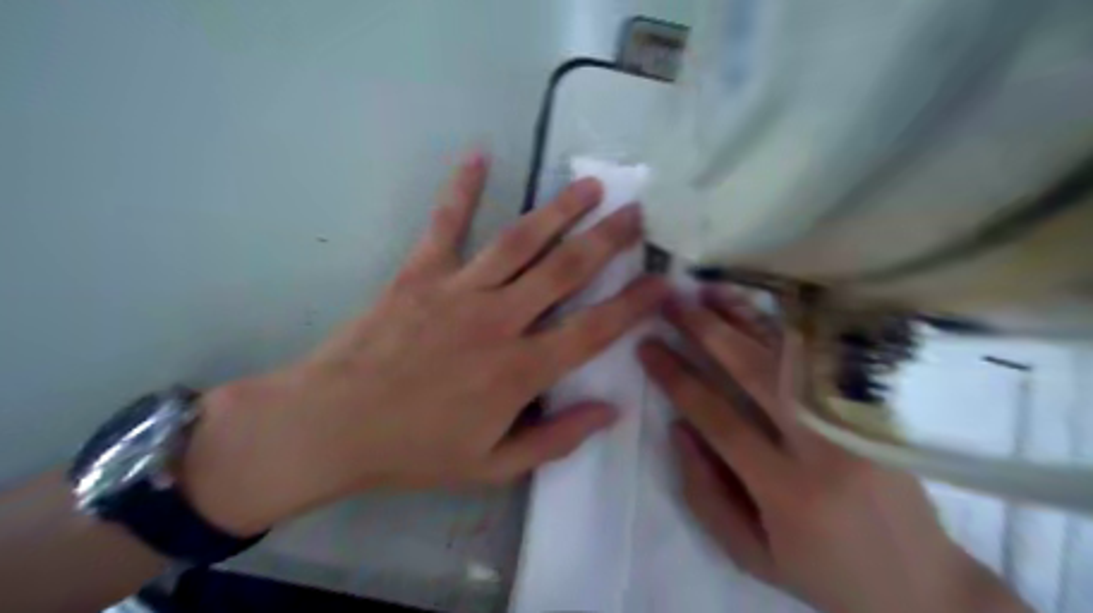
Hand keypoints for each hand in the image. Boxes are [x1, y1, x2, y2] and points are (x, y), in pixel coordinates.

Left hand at [183, 152, 671, 536]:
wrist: (331, 426)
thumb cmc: (414, 451)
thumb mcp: (492, 467)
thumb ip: (555, 440)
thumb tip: (610, 410)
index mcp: (520, 371)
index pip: (594, 330)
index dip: (634, 305)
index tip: (662, 282)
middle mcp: (499, 320)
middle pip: (566, 271)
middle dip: (607, 239)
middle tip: (637, 213)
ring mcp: (458, 291)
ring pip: (521, 241)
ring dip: (560, 211)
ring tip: (590, 186)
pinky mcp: (419, 273)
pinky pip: (446, 224)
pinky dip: (462, 188)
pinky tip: (479, 155)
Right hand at [638, 289, 1030, 611]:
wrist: (922, 584)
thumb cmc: (824, 573)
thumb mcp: (750, 554)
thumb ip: (704, 492)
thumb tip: (677, 427)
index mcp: (787, 491)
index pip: (719, 418)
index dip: (677, 378)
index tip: (647, 348)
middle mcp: (823, 447)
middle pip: (756, 372)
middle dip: (706, 332)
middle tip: (670, 304)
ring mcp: (854, 422)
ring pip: (791, 355)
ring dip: (744, 318)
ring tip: (707, 292)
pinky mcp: (873, 410)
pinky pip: (820, 357)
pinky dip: (784, 327)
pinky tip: (757, 308)